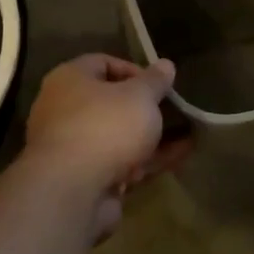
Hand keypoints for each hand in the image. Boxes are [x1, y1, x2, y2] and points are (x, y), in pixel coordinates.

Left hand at [23, 54, 187, 236]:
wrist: (72, 191)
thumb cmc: (105, 126)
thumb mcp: (140, 96)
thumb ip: (155, 81)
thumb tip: (165, 64)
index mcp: (70, 80)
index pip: (102, 63)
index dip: (134, 70)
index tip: (160, 84)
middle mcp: (65, 110)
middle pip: (111, 103)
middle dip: (146, 108)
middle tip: (174, 110)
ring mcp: (74, 147)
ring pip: (119, 136)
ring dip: (152, 137)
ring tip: (188, 134)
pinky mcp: (85, 178)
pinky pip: (121, 163)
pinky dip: (148, 160)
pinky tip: (180, 158)